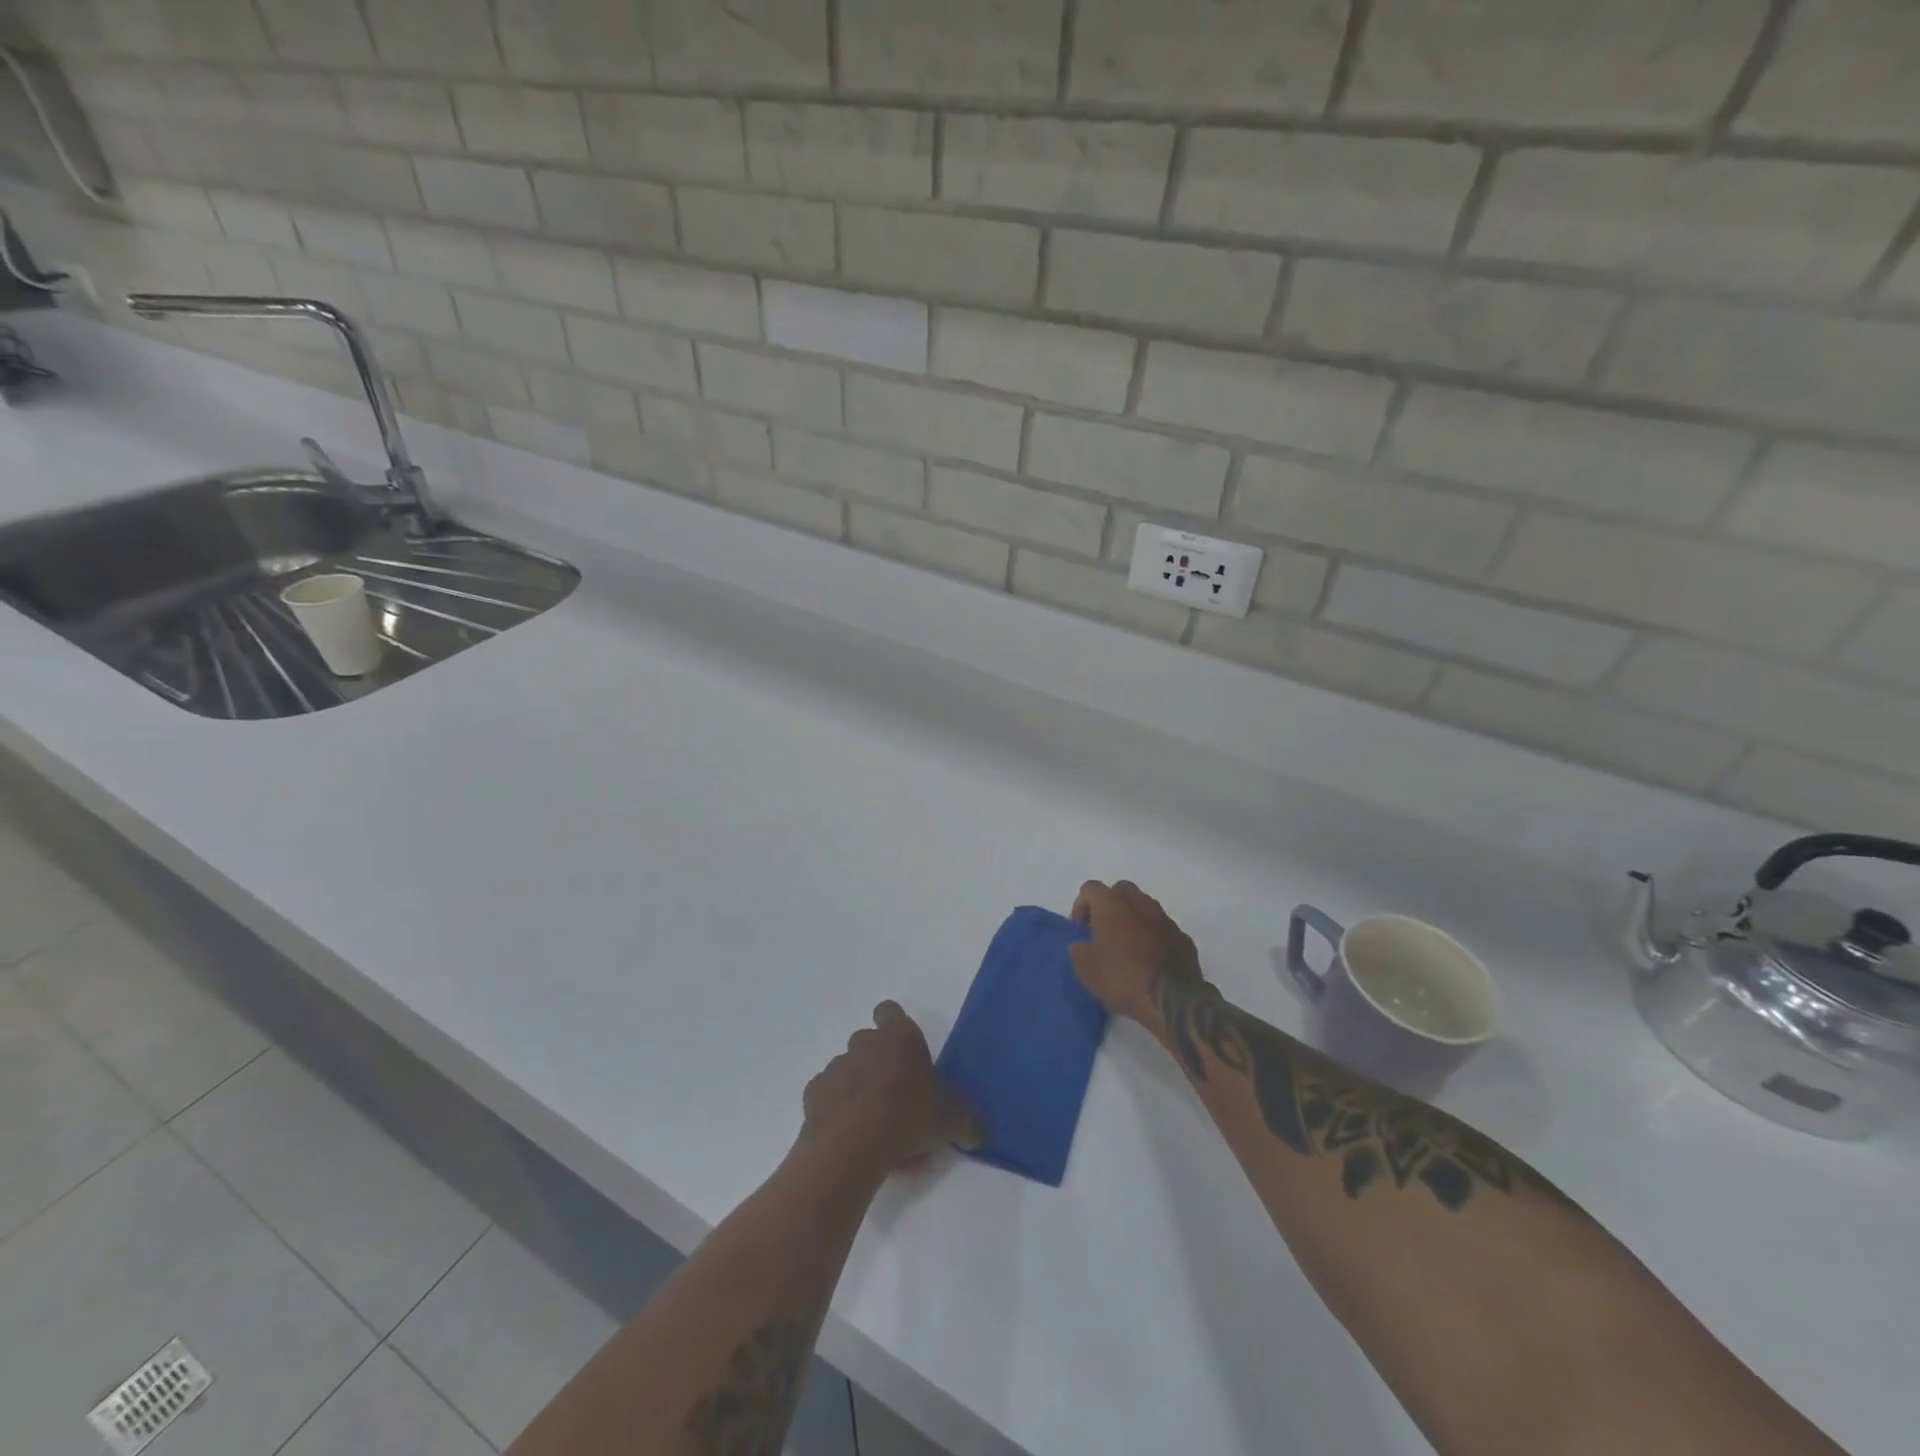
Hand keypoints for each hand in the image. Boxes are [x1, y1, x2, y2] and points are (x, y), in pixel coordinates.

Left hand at [802, 1002, 979, 1171]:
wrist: (851, 1146)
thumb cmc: (907, 1118)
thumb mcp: (950, 1121)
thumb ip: (968, 1121)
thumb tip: (981, 1133)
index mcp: (899, 1037)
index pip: (890, 1011)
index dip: (894, 1025)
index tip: (903, 1050)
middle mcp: (865, 1042)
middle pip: (870, 1041)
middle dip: (879, 1062)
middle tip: (896, 1096)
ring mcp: (836, 1066)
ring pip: (849, 1069)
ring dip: (858, 1086)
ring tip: (872, 1122)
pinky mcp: (814, 1092)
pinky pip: (829, 1094)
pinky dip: (837, 1107)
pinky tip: (850, 1133)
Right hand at [1069, 880, 1205, 1022]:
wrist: (1173, 998)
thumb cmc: (1122, 978)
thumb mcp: (1086, 970)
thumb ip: (1078, 951)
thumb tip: (1080, 945)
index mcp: (1111, 903)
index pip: (1090, 889)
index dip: (1081, 907)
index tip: (1080, 930)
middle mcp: (1139, 902)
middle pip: (1120, 891)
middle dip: (1109, 907)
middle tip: (1103, 932)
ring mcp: (1164, 918)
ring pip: (1143, 907)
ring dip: (1133, 920)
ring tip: (1127, 948)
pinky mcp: (1182, 936)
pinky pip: (1161, 928)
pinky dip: (1152, 937)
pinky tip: (1149, 960)